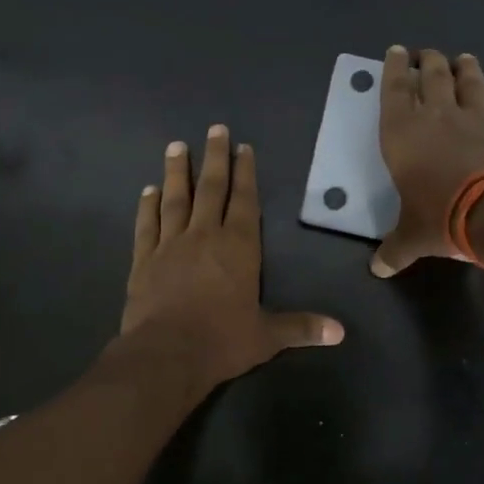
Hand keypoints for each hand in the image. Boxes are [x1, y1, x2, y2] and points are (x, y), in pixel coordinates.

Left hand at [121, 124, 343, 388]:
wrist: (166, 354)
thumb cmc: (221, 341)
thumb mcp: (266, 336)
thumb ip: (301, 328)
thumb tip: (340, 332)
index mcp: (238, 247)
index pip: (244, 201)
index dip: (245, 173)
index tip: (242, 147)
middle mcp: (204, 236)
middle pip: (210, 189)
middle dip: (214, 158)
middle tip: (214, 129)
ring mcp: (170, 245)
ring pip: (175, 200)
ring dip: (176, 172)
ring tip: (176, 146)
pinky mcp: (144, 260)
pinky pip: (147, 225)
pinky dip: (147, 206)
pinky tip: (148, 190)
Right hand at [373, 46, 483, 276]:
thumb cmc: (442, 216)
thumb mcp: (412, 237)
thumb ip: (395, 249)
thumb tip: (377, 270)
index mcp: (403, 135)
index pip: (393, 91)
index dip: (393, 69)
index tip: (397, 51)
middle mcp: (438, 117)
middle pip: (433, 77)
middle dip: (429, 62)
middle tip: (428, 53)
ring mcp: (478, 119)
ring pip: (471, 83)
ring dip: (467, 69)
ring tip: (464, 58)